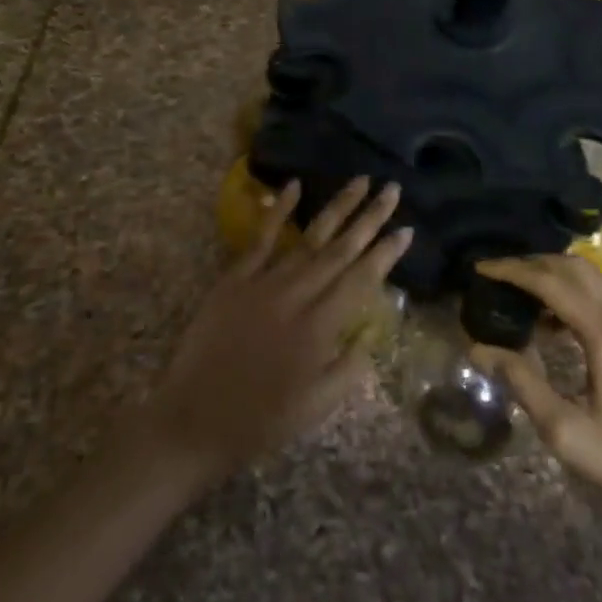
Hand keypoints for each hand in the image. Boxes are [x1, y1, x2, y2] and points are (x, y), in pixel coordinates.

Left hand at [146, 177, 411, 486]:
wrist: (194, 419)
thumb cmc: (261, 420)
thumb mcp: (317, 407)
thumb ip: (349, 368)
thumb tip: (370, 333)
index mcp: (320, 327)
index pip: (361, 280)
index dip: (386, 254)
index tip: (407, 230)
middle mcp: (297, 295)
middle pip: (340, 249)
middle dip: (369, 218)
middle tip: (392, 189)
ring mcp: (264, 282)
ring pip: (308, 238)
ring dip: (336, 208)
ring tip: (360, 181)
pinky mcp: (234, 279)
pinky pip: (261, 238)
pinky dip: (278, 211)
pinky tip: (294, 186)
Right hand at [472, 255, 601, 527]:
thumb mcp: (566, 431)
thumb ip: (522, 382)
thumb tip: (480, 350)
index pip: (551, 283)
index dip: (512, 271)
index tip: (481, 267)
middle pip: (574, 268)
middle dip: (533, 263)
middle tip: (499, 273)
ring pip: (594, 278)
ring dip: (556, 275)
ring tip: (522, 293)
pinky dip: (578, 293)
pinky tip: (558, 320)